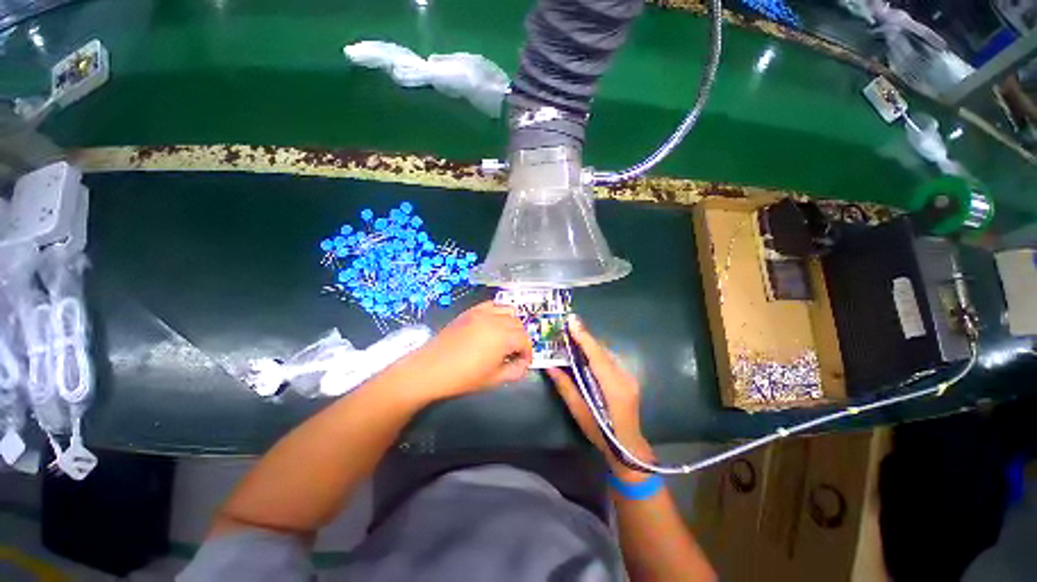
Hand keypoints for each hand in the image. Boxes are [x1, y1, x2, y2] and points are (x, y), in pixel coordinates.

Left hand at [407, 302, 532, 399]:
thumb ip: (514, 371)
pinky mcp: (471, 311)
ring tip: (505, 338)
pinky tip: (493, 323)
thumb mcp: (494, 379)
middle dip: (520, 339)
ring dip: (512, 324)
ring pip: (509, 312)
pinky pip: (492, 305)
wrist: (430, 369)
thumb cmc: (463, 378)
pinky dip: (498, 312)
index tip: (522, 363)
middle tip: (513, 354)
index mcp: (503, 338)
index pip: (525, 340)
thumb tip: (522, 365)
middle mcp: (496, 320)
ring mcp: (483, 313)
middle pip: (519, 325)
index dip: (527, 353)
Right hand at [546, 315, 653, 480]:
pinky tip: (587, 354)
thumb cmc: (601, 433)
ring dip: (591, 345)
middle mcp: (624, 377)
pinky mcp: (629, 379)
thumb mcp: (579, 412)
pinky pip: (610, 360)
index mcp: (613, 387)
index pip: (596, 356)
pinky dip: (597, 353)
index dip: (584, 337)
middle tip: (568, 327)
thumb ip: (566, 387)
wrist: (629, 448)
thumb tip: (550, 367)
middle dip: (585, 338)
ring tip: (575, 337)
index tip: (572, 322)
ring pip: (607, 354)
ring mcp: (629, 377)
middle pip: (602, 351)